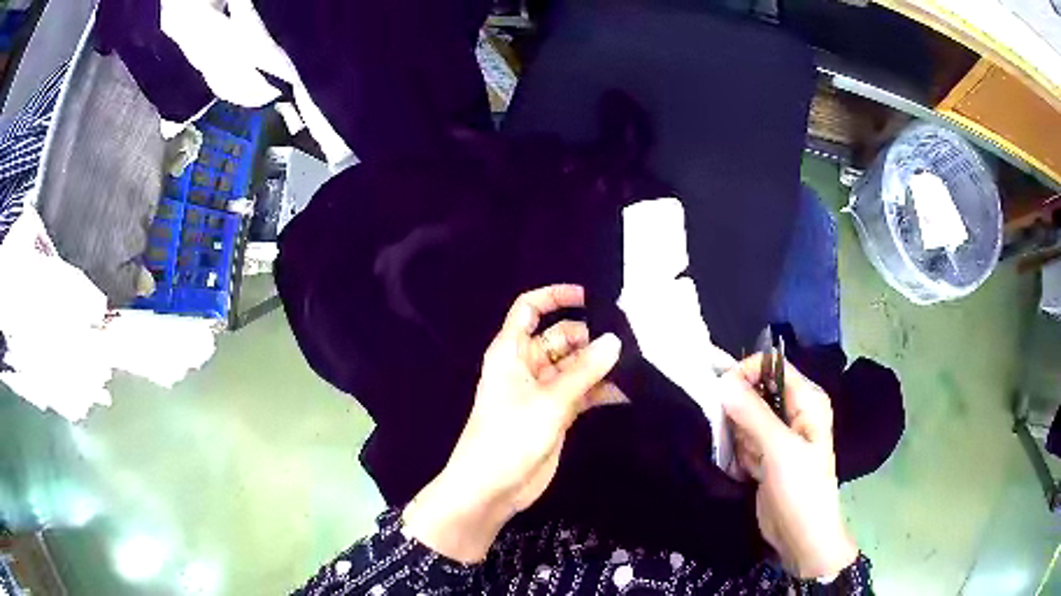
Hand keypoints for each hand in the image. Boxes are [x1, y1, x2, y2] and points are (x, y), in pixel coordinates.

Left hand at [403, 285, 621, 562]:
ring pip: (574, 366)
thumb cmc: (509, 437)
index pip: (529, 309)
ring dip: (599, 365)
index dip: (555, 297)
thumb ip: (584, 371)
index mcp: (511, 351)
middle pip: (560, 337)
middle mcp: (527, 366)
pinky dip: (600, 391)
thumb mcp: (549, 401)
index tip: (589, 297)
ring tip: (634, 364)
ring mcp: (542, 391)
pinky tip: (626, 392)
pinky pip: (581, 392)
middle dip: (590, 337)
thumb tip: (615, 340)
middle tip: (628, 340)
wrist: (491, 488)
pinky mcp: (556, 414)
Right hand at [719, 355, 857, 579]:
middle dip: (741, 413)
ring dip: (740, 438)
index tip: (721, 393)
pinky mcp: (767, 456)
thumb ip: (752, 413)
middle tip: (742, 438)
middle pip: (756, 392)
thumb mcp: (779, 449)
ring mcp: (780, 435)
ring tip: (752, 462)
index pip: (772, 367)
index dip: (747, 373)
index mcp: (807, 400)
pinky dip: (740, 454)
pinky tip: (749, 473)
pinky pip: (744, 442)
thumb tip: (723, 379)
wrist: (801, 536)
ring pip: (746, 419)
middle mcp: (795, 412)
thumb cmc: (800, 489)